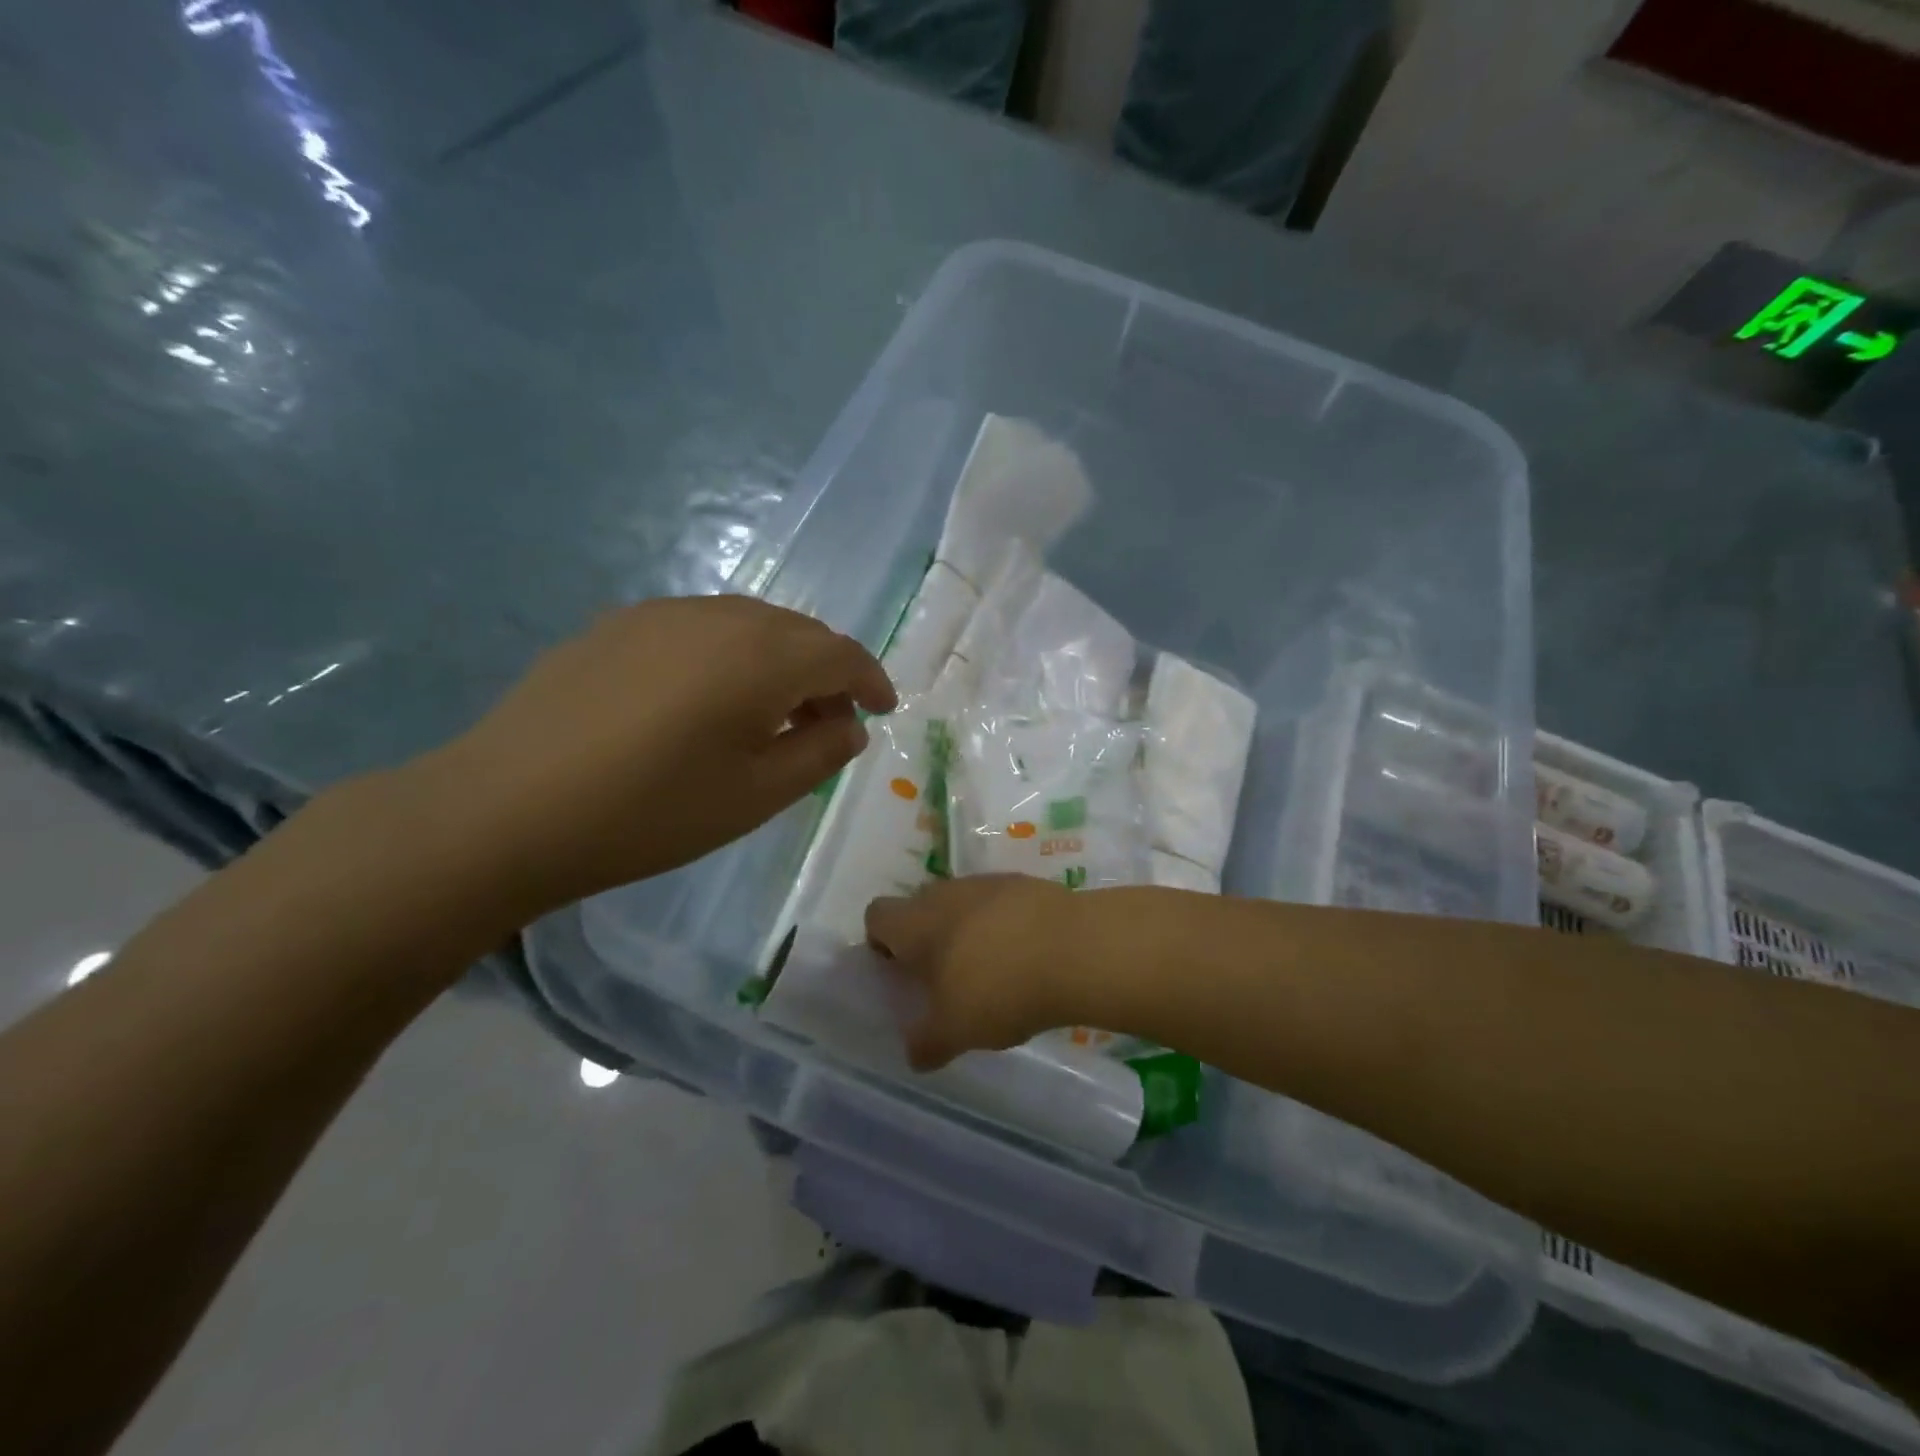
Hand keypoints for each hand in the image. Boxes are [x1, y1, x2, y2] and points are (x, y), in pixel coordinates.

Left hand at [409, 596, 895, 918]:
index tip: (883, 711)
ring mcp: (662, 614)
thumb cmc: (650, 812)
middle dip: (827, 673)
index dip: (871, 680)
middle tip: (830, 722)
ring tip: (771, 714)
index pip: (841, 654)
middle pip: (798, 632)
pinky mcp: (617, 625)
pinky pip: (700, 628)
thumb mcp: (756, 796)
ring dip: (779, 662)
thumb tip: (849, 726)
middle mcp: (718, 616)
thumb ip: (819, 754)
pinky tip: (707, 700)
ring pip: (749, 624)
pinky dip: (730, 656)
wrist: (507, 808)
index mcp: (762, 656)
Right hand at [865, 876, 1084, 1068]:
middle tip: (945, 978)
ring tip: (991, 970)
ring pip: (962, 904)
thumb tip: (915, 1054)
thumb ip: (927, 1043)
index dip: (880, 942)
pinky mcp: (1026, 883)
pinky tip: (1026, 956)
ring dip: (967, 930)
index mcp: (915, 922)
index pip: (877, 915)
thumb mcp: (955, 1031)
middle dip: (927, 938)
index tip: (899, 972)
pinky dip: (1004, 925)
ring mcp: (987, 883)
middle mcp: (945, 893)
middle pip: (920, 907)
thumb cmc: (998, 988)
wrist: (1074, 949)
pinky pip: (1001, 903)